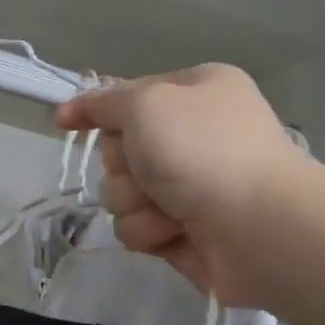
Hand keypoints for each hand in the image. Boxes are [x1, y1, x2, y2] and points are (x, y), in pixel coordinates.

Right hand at [56, 64, 308, 307]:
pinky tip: (175, 232)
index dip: (95, 110)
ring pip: (122, 192)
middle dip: (123, 166)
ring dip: (134, 201)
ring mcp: (190, 184)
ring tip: (168, 209)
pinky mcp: (184, 228)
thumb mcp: (146, 104)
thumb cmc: (203, 151)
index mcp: (195, 92)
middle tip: (147, 170)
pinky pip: (137, 226)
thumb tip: (73, 109)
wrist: (259, 228)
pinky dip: (149, 230)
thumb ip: (105, 102)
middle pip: (119, 149)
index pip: (127, 96)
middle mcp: (193, 135)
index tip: (65, 122)